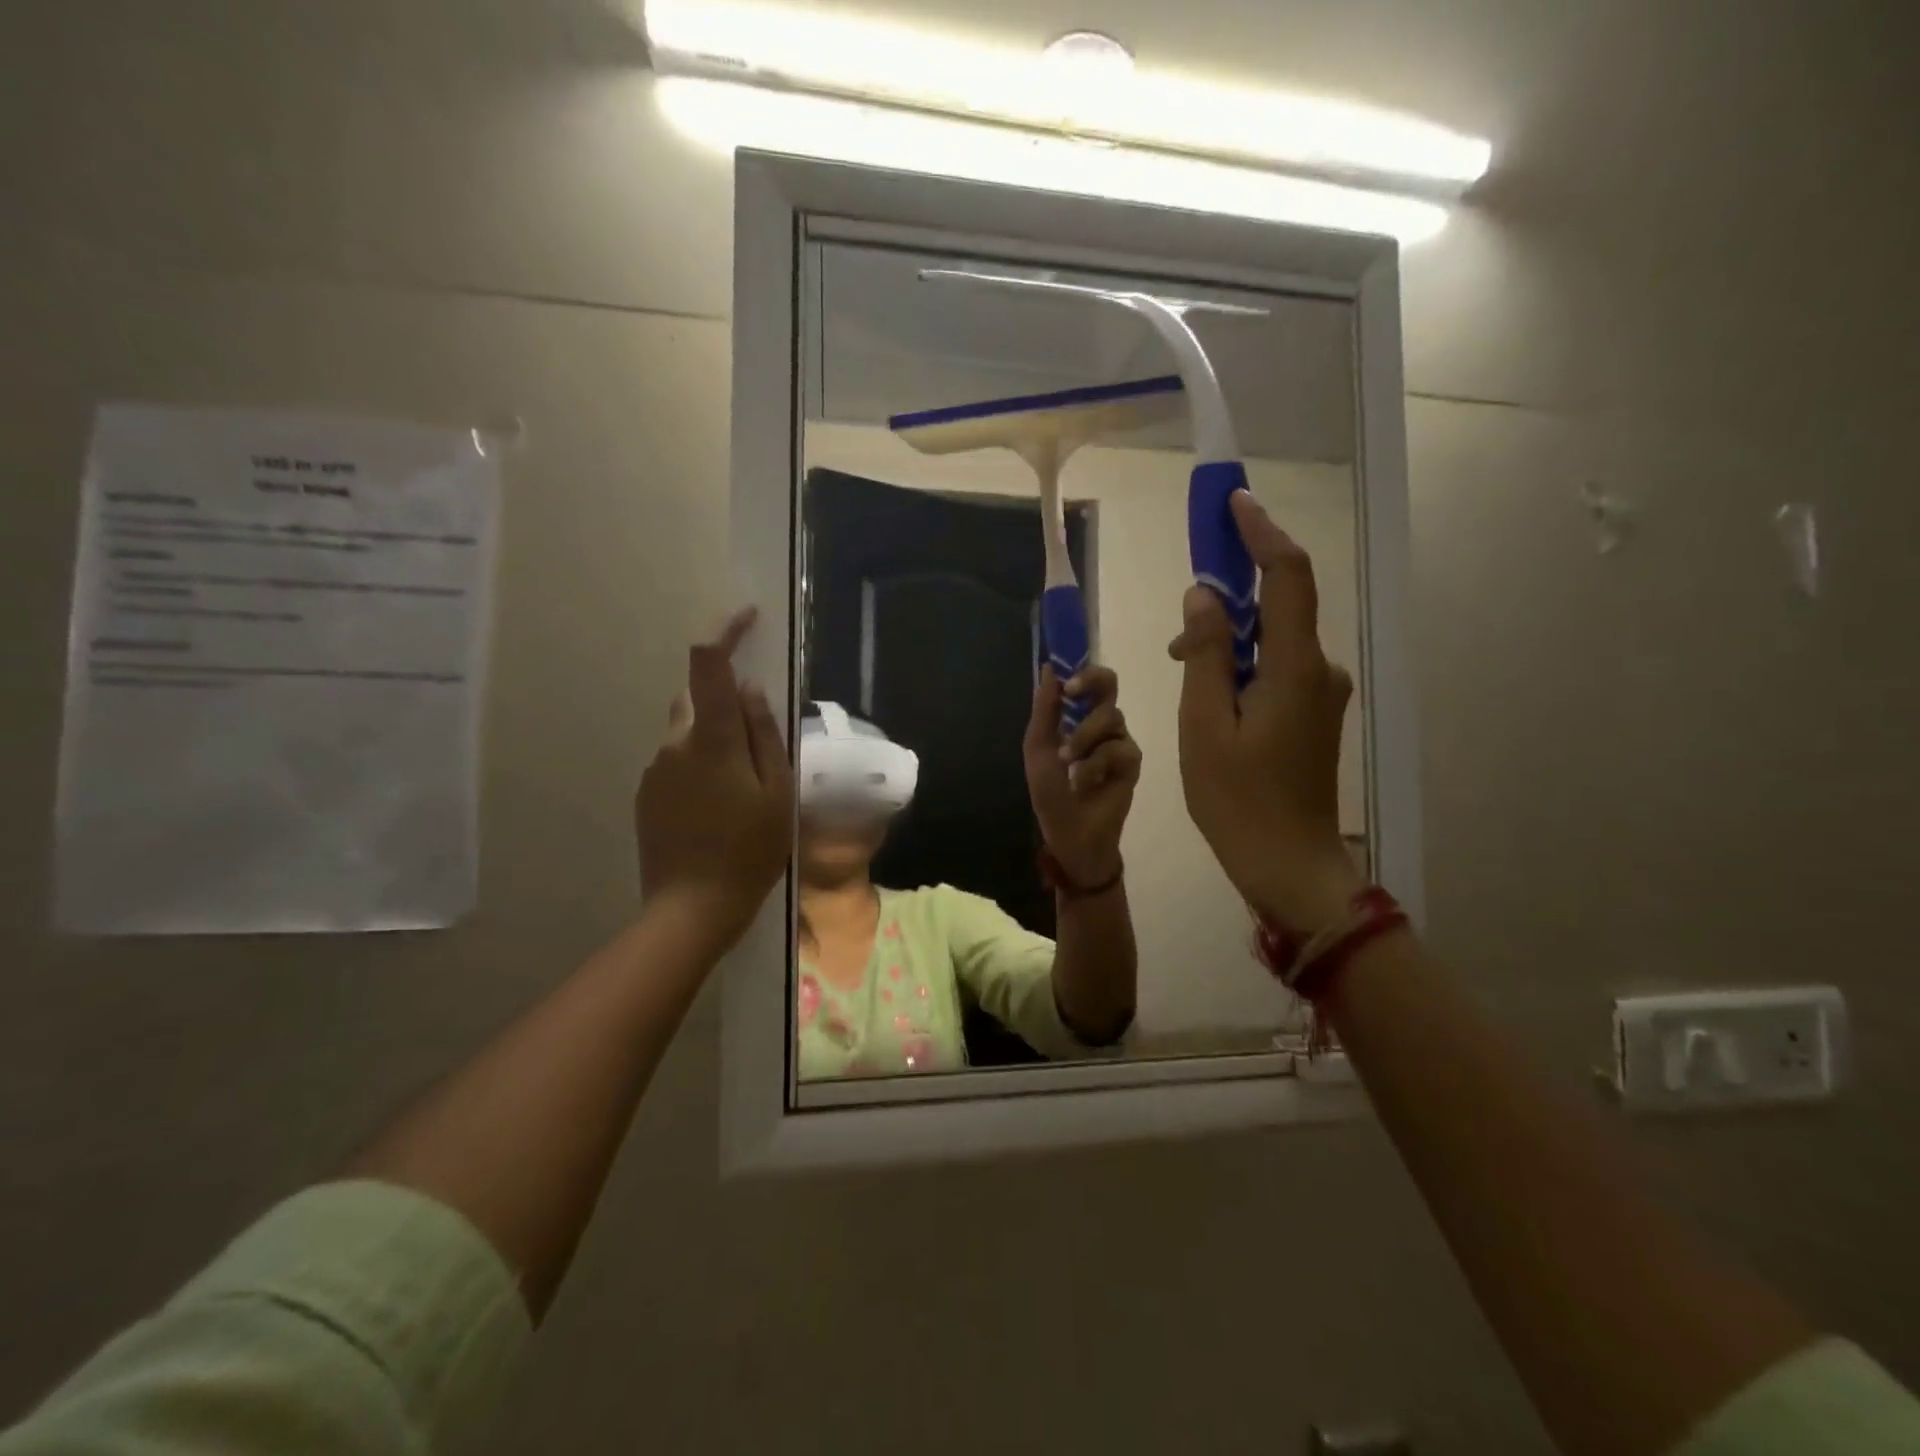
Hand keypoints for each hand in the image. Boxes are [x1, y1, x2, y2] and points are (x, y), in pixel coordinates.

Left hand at [636, 608, 793, 955]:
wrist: (691, 908)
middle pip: (698, 700)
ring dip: (715, 741)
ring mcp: (655, 770)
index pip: (708, 665)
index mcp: (711, 739)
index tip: (747, 617)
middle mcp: (674, 744)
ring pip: (688, 734)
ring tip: (744, 788)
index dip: (725, 632)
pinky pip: (677, 763)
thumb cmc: (749, 850)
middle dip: (728, 704)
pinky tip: (719, 808)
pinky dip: (700, 767)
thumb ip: (764, 734)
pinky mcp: (646, 795)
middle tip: (761, 745)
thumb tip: (751, 689)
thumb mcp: (776, 792)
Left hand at [1023, 664, 1141, 886]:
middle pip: (1110, 684)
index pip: (1087, 681)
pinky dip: (1095, 764)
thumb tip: (1049, 667)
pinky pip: (1118, 748)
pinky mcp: (1132, 762)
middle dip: (1091, 682)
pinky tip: (1084, 782)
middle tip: (1072, 693)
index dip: (1079, 671)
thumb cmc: (1051, 791)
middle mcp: (1101, 722)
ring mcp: (1119, 740)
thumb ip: (1045, 709)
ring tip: (1067, 761)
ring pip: (1110, 716)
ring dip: (1083, 737)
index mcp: (1077, 716)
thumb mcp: (1039, 747)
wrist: (1069, 831)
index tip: (1064, 679)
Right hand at [1170, 492, 1362, 936]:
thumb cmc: (1237, 799)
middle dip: (1234, 587)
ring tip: (1180, 658)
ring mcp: (1321, 692)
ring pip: (1275, 639)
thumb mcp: (1205, 724)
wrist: (1288, 864)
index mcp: (1295, 666)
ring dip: (1230, 634)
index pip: (1287, 576)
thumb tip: (1203, 596)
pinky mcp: (1314, 713)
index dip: (1261, 533)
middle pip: (1282, 604)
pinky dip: (1243, 662)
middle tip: (1185, 599)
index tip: (1233, 503)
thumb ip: (1207, 654)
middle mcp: (1319, 669)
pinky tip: (1208, 688)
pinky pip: (1277, 667)